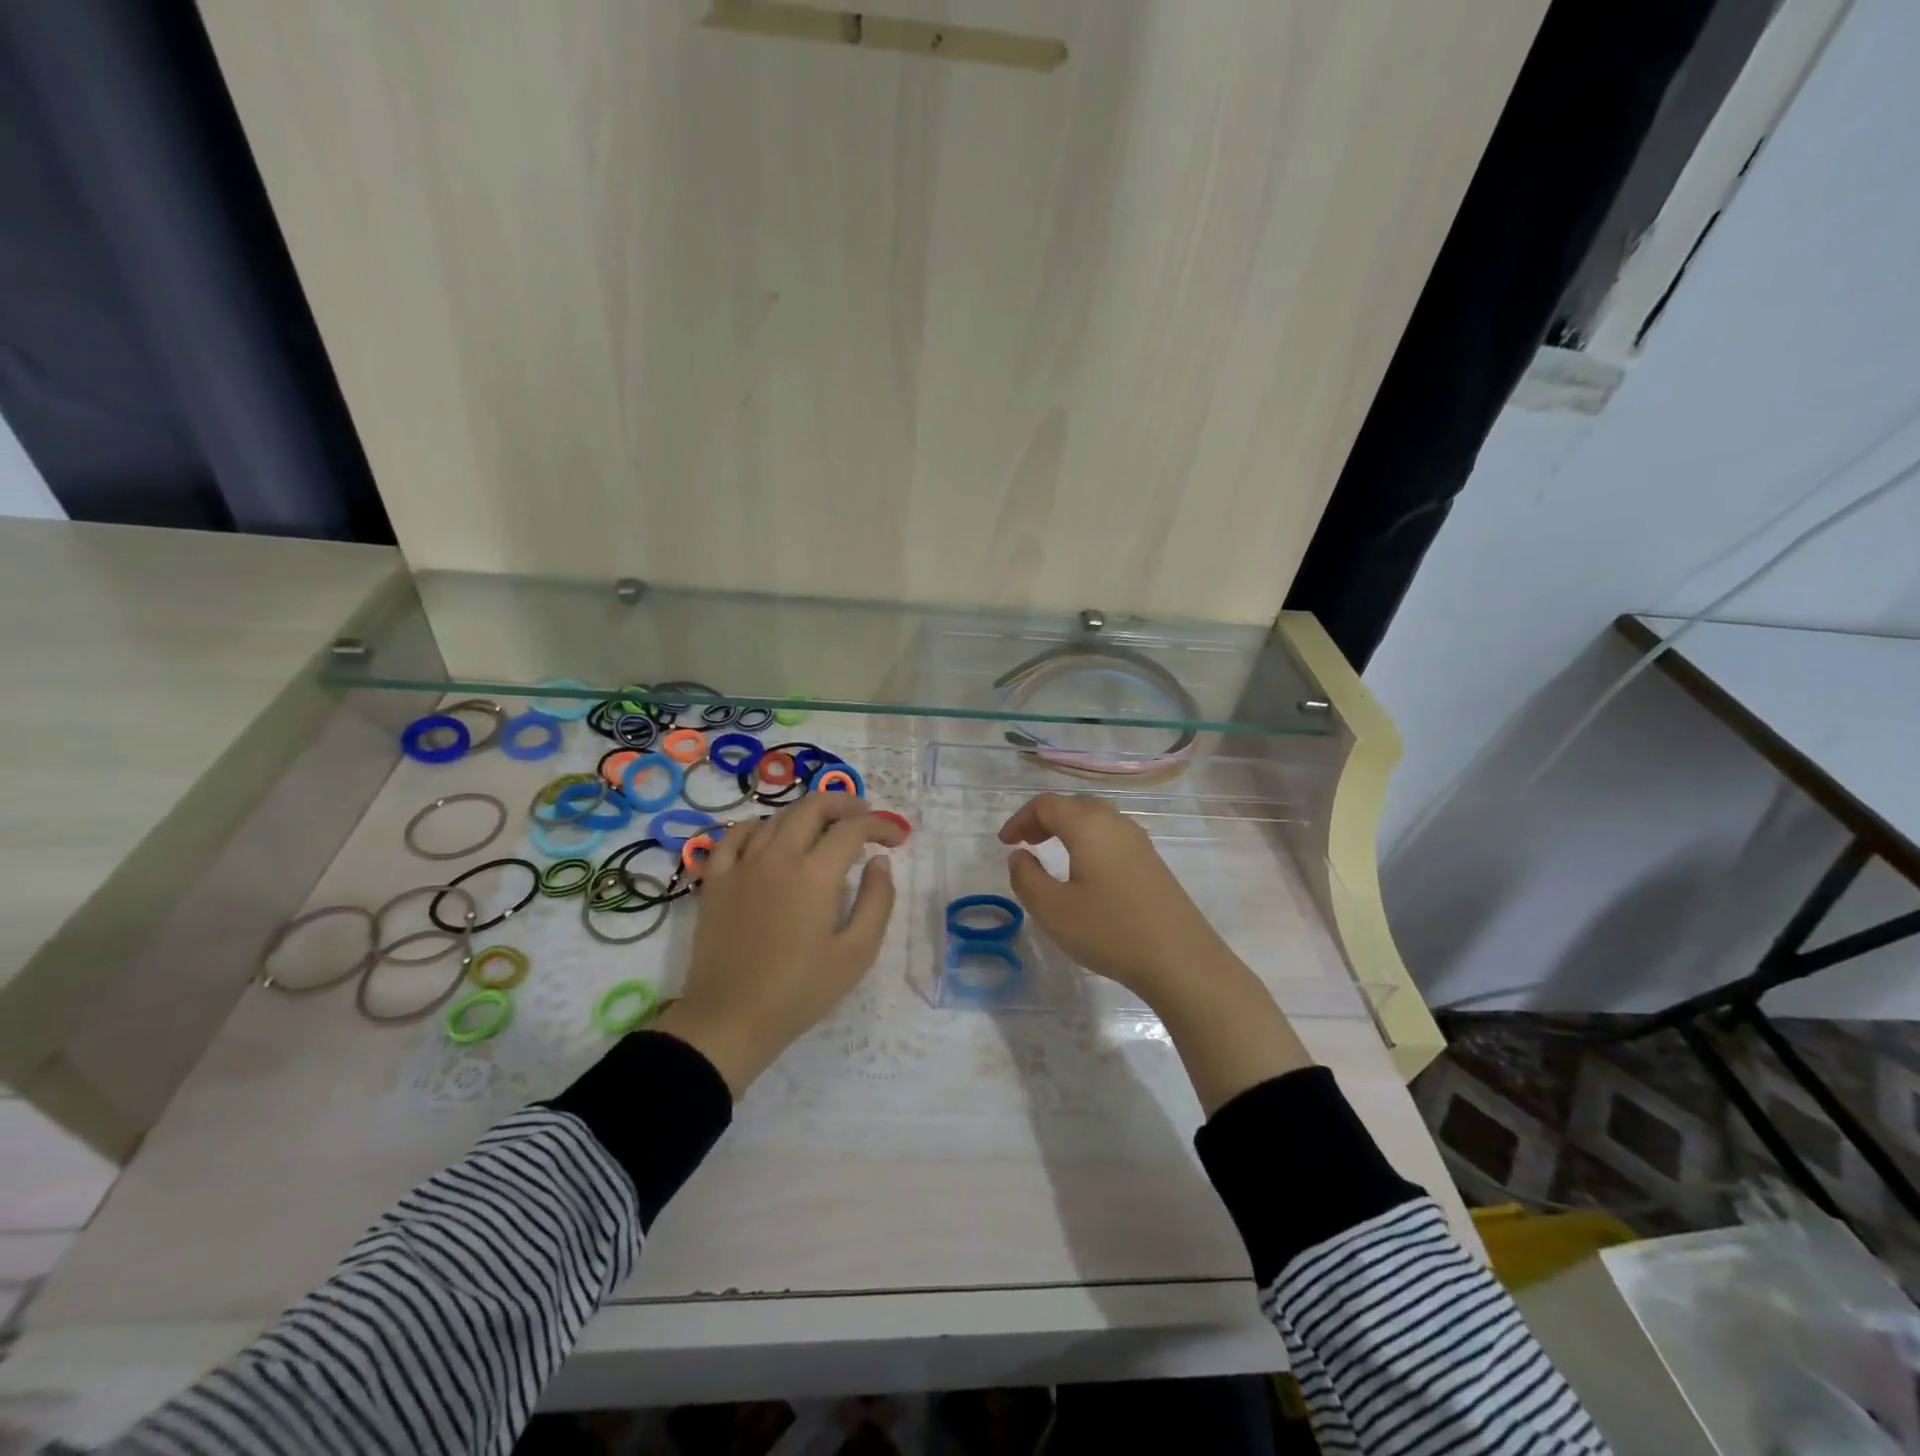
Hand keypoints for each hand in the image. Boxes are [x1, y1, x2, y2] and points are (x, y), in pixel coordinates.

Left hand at [654, 793, 905, 1097]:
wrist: (730, 1019)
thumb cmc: (800, 990)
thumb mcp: (857, 953)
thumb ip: (877, 901)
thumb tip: (879, 862)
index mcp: (815, 872)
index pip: (853, 828)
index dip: (881, 825)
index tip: (897, 838)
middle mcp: (778, 855)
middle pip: (813, 807)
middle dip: (845, 804)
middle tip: (863, 817)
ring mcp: (742, 864)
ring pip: (776, 816)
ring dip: (806, 814)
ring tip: (824, 828)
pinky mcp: (716, 880)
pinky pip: (735, 835)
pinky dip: (758, 826)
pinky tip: (768, 837)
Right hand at [998, 792, 1240, 1006]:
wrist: (1180, 960)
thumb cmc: (1109, 931)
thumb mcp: (1052, 909)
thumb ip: (1026, 877)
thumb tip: (1020, 855)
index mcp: (1088, 826)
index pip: (1046, 804)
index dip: (1020, 818)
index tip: (1005, 844)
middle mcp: (1115, 823)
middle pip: (1073, 805)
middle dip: (1043, 820)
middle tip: (1025, 844)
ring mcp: (1139, 842)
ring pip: (1096, 819)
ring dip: (1068, 829)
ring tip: (1051, 854)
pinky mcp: (1153, 862)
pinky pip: (1112, 837)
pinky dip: (1089, 842)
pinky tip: (1086, 872)